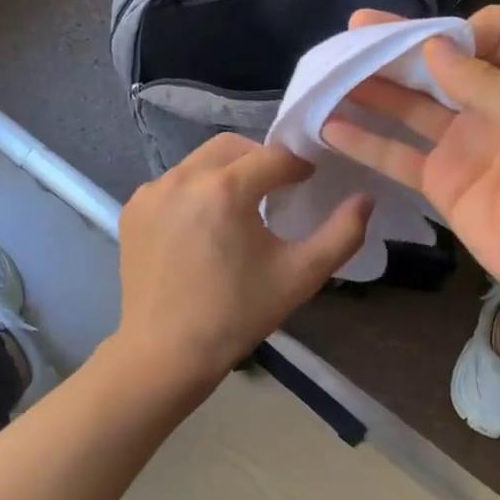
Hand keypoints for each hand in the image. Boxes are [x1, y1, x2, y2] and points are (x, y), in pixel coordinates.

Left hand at [113, 133, 372, 390]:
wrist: (165, 353)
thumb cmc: (237, 315)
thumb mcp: (300, 276)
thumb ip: (342, 234)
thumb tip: (365, 199)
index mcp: (225, 190)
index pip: (273, 157)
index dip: (298, 165)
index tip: (310, 181)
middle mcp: (183, 178)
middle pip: (233, 147)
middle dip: (261, 159)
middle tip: (279, 188)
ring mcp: (152, 191)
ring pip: (201, 162)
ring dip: (227, 172)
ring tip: (242, 206)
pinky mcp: (134, 208)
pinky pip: (174, 182)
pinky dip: (196, 190)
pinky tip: (205, 224)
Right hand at [322, 6, 499, 327]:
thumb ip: (487, 84)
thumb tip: (431, 46)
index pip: (491, 32)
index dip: (461, 30)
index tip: (433, 45)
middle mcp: (492, 106)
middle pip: (438, 64)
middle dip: (398, 48)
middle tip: (353, 32)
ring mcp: (463, 145)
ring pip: (410, 107)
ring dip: (373, 90)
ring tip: (330, 74)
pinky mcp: (441, 184)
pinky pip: (398, 156)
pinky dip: (365, 143)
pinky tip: (329, 128)